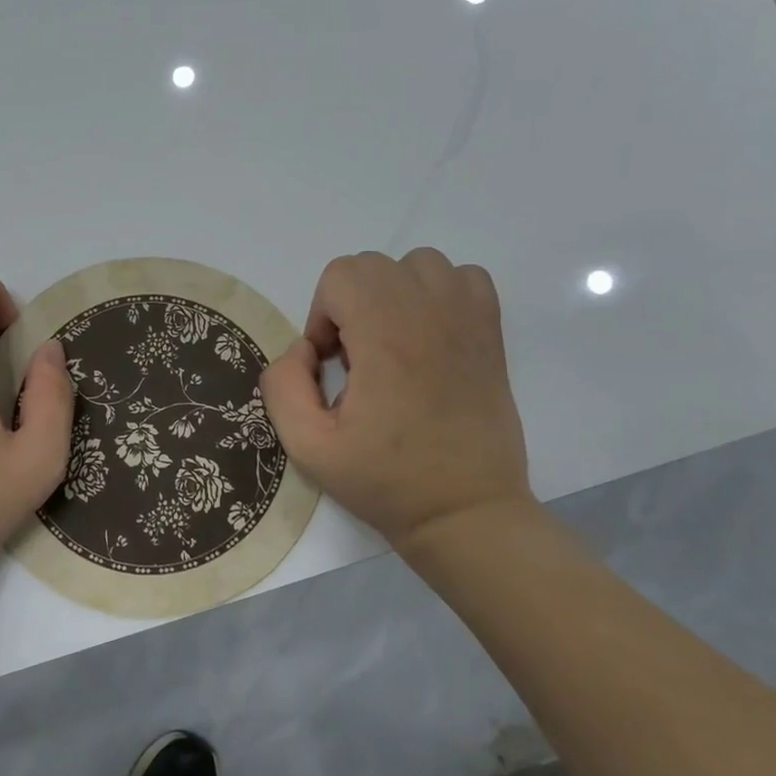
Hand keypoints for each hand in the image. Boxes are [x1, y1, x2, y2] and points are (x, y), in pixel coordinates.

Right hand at [261, 249, 532, 550]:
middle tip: (357, 361)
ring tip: (392, 345)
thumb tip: (301, 349)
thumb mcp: (309, 446)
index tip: (331, 366)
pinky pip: (462, 277)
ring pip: (418, 264)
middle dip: (350, 305)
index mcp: (386, 338)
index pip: (341, 276)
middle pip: (373, 265)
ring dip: (392, 294)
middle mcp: (430, 314)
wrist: (465, 511)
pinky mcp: (492, 332)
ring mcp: (468, 319)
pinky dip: (438, 293)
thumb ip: (283, 387)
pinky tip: (428, 336)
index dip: (322, 316)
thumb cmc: (385, 481)